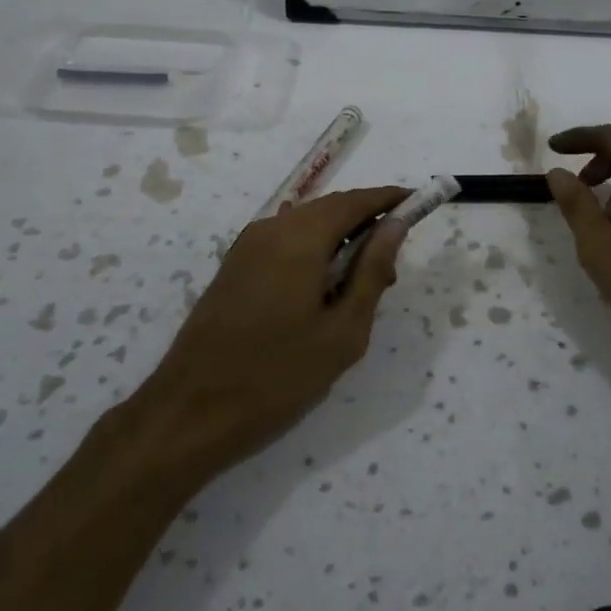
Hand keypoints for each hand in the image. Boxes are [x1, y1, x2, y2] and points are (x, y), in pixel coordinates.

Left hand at [130, 186, 410, 474]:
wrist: (190, 411)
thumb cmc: (277, 376)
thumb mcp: (342, 332)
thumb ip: (371, 272)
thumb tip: (396, 226)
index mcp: (299, 238)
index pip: (356, 201)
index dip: (389, 199)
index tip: (419, 203)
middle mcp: (270, 229)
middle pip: (330, 208)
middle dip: (366, 221)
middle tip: (393, 261)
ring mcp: (246, 246)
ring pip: (306, 225)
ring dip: (339, 238)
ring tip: (361, 282)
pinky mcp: (234, 266)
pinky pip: (284, 241)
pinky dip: (313, 250)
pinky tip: (323, 288)